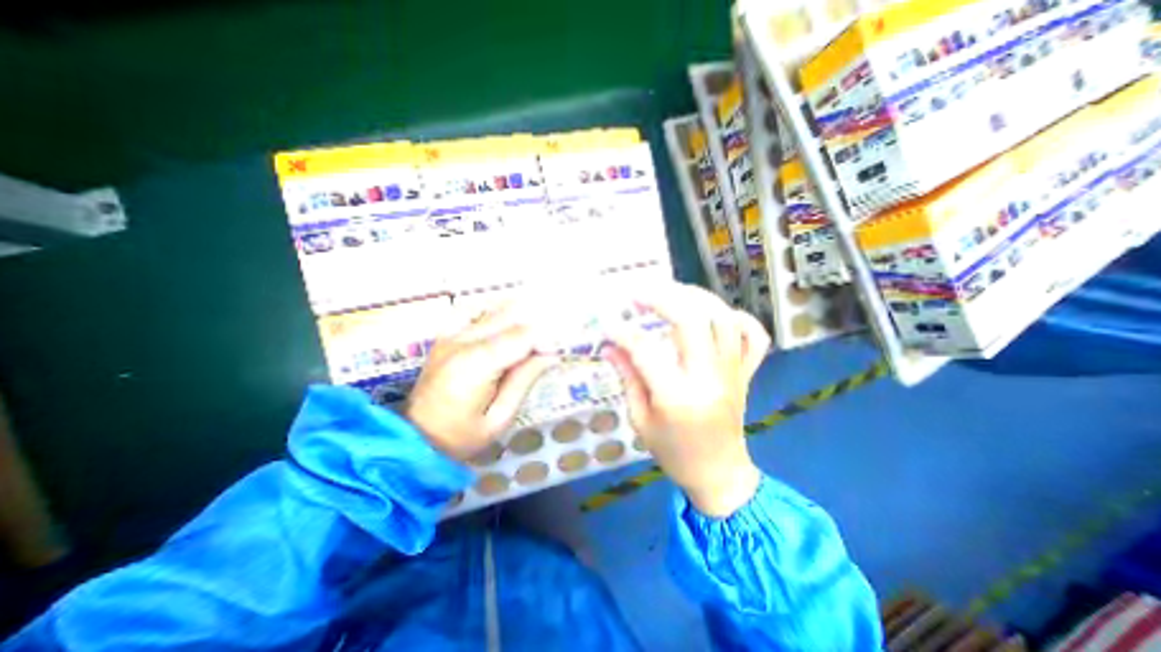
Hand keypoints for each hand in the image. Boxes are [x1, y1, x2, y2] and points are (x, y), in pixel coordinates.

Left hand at [405, 309, 553, 459]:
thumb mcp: (500, 418)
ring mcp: (449, 336)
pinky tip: (501, 320)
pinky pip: (468, 311)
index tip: (557, 352)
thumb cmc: (460, 437)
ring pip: (491, 309)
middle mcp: (462, 342)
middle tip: (549, 342)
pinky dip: (489, 311)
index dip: (544, 339)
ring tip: (531, 331)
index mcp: (476, 365)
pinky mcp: (443, 337)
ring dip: (516, 316)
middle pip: (508, 317)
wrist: (414, 441)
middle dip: (535, 326)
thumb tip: (550, 355)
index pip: (521, 336)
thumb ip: (524, 381)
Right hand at [604, 282, 768, 517]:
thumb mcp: (640, 420)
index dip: (622, 331)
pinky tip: (716, 315)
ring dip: (696, 298)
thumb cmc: (674, 453)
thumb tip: (610, 346)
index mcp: (677, 397)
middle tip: (641, 295)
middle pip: (692, 320)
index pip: (645, 350)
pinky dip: (738, 318)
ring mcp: (732, 373)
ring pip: (723, 319)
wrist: (720, 475)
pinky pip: (753, 336)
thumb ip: (627, 378)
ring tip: (673, 294)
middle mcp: (708, 378)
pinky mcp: (746, 373)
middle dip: (663, 298)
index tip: (608, 323)